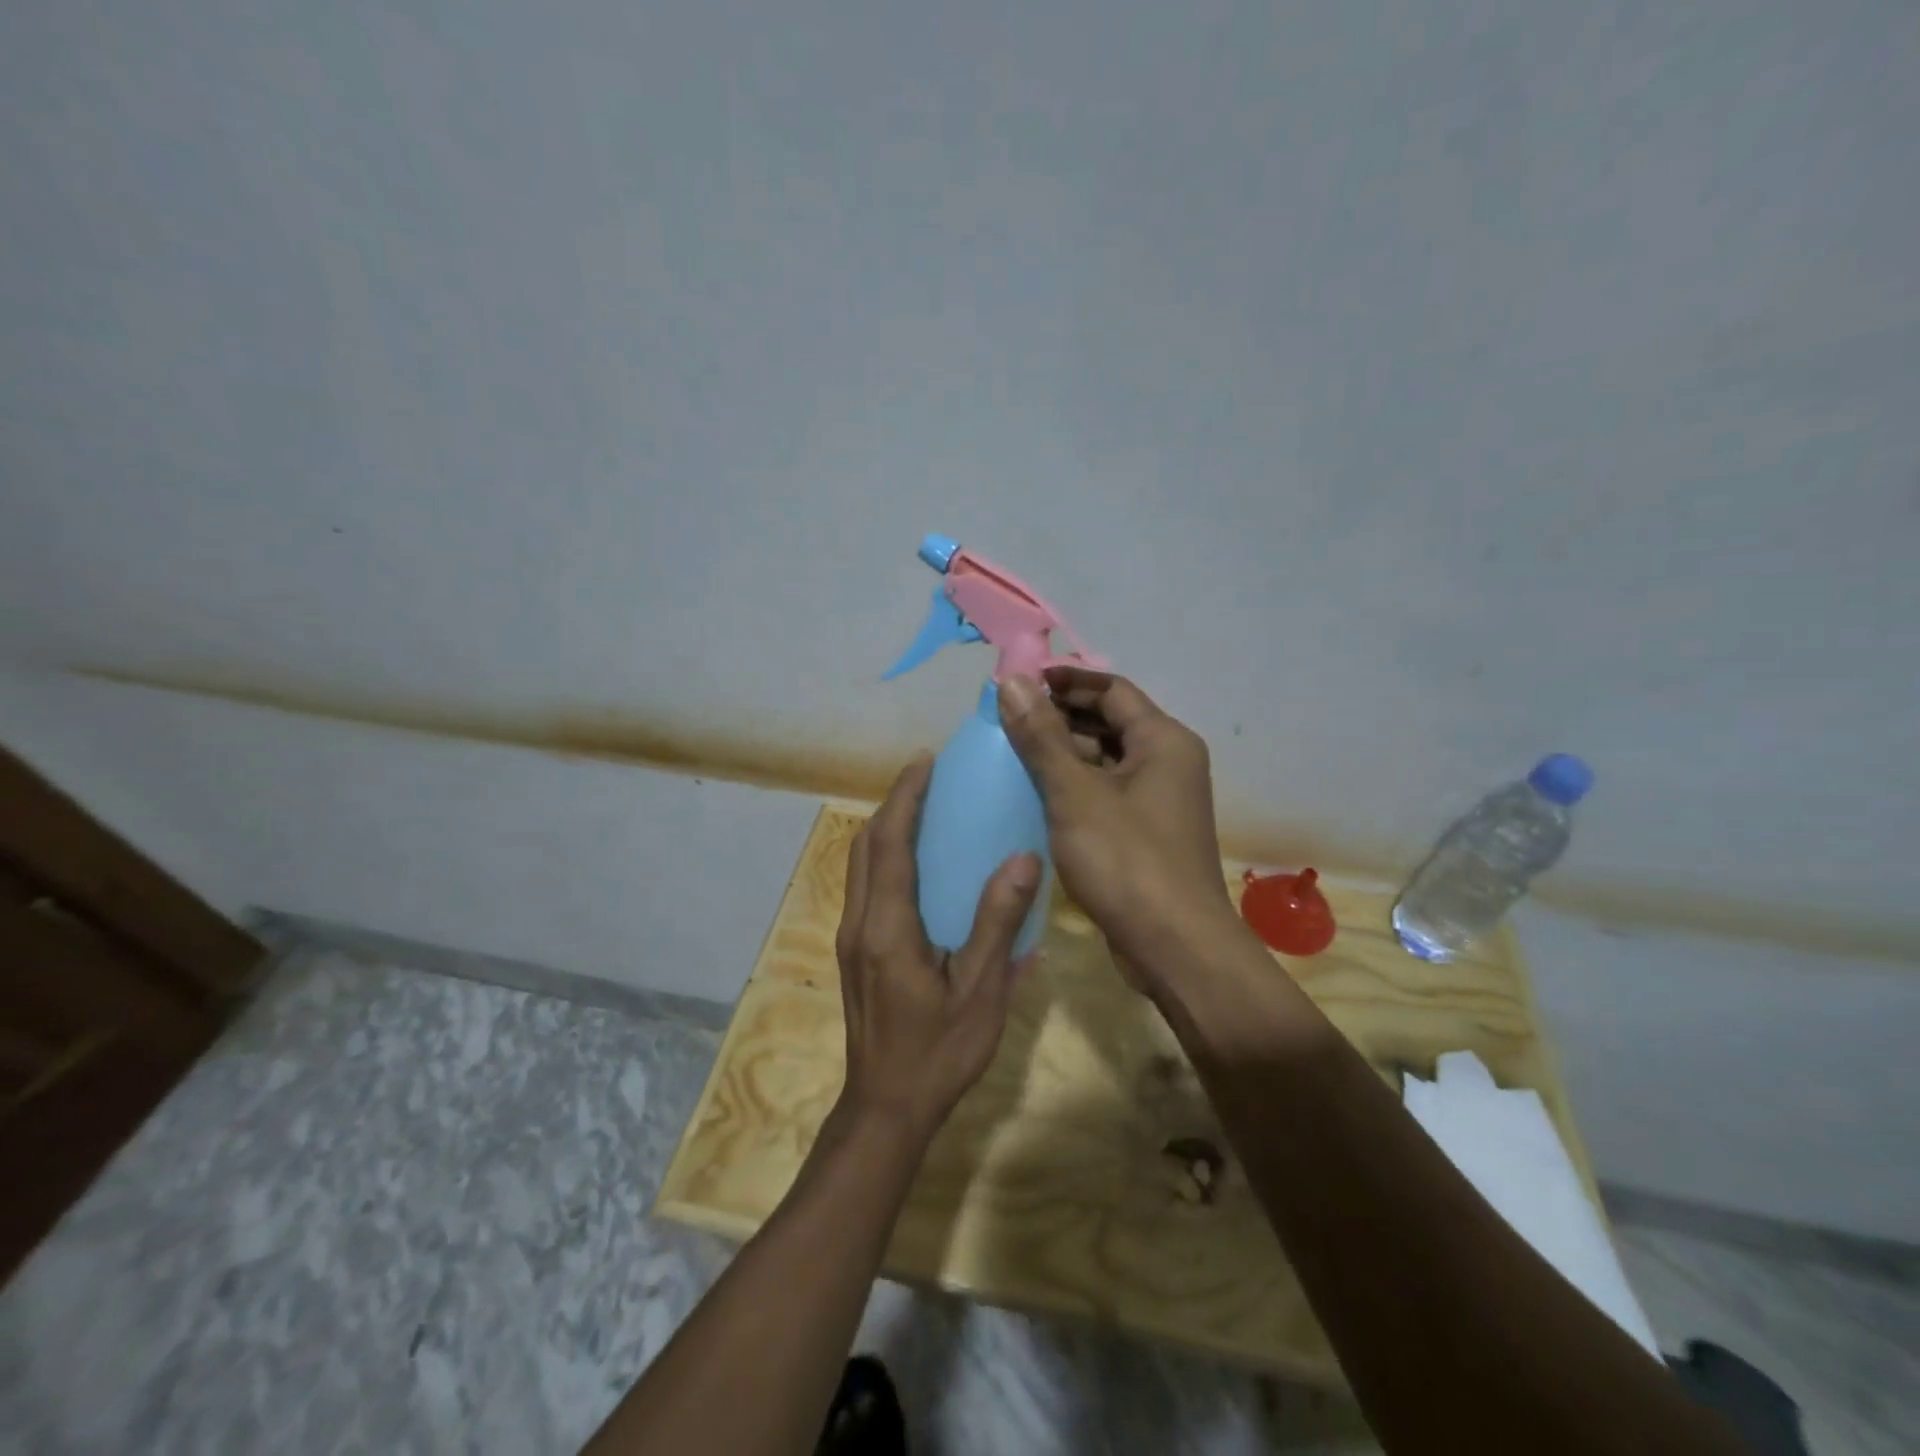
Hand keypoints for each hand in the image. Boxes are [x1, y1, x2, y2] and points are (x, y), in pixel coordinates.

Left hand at [834, 755, 1042, 1141]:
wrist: (886, 1108)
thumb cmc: (938, 1052)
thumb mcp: (980, 991)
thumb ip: (998, 923)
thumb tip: (1023, 858)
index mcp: (887, 926)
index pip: (889, 843)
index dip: (904, 797)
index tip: (925, 762)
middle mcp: (859, 922)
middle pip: (865, 845)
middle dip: (893, 804)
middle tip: (928, 778)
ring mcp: (851, 938)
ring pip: (860, 865)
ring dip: (885, 829)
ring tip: (923, 809)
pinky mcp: (854, 952)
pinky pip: (865, 886)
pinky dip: (884, 857)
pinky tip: (916, 865)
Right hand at [999, 668, 1236, 977]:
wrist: (1174, 947)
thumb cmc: (1126, 860)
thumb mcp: (1074, 794)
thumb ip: (1041, 736)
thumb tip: (1011, 682)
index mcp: (1163, 740)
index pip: (1111, 689)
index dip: (1065, 681)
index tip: (1019, 684)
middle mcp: (1169, 762)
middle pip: (1110, 722)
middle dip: (1060, 716)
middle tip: (1008, 719)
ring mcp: (1160, 800)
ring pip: (1107, 759)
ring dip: (1065, 752)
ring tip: (1013, 752)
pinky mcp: (1148, 832)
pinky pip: (1108, 792)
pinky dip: (1075, 785)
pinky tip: (1037, 794)